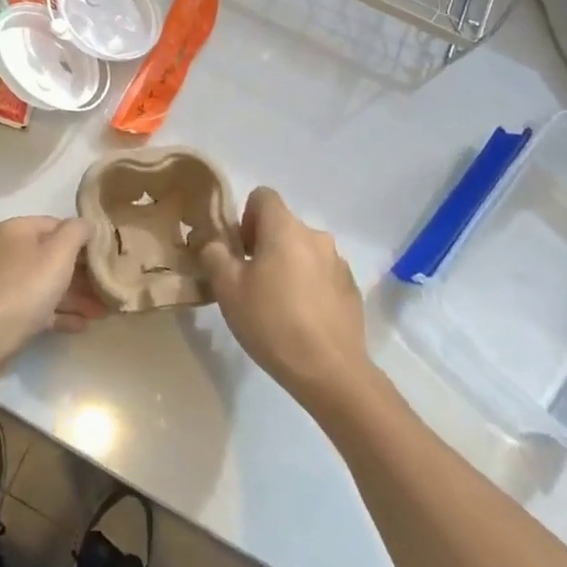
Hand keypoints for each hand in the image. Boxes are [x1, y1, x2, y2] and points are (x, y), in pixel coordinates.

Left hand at [0, 216, 103, 366]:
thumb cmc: (24, 290)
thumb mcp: (58, 254)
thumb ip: (77, 232)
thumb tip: (86, 224)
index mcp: (16, 230)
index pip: (58, 225)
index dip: (84, 239)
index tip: (108, 256)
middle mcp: (8, 252)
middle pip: (53, 256)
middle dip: (84, 273)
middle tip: (111, 287)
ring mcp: (4, 283)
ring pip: (47, 284)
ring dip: (76, 296)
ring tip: (103, 312)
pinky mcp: (5, 313)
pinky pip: (38, 307)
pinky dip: (59, 313)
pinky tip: (82, 325)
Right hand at [200, 187, 369, 411]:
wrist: (329, 371)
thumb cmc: (271, 322)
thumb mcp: (227, 288)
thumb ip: (214, 255)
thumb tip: (214, 243)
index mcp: (285, 228)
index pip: (263, 196)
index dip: (246, 216)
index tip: (239, 250)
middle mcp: (315, 236)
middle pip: (283, 226)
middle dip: (265, 245)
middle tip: (251, 281)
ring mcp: (339, 263)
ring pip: (303, 251)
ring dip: (288, 265)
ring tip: (277, 305)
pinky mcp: (352, 289)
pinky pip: (322, 275)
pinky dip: (309, 286)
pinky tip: (302, 319)